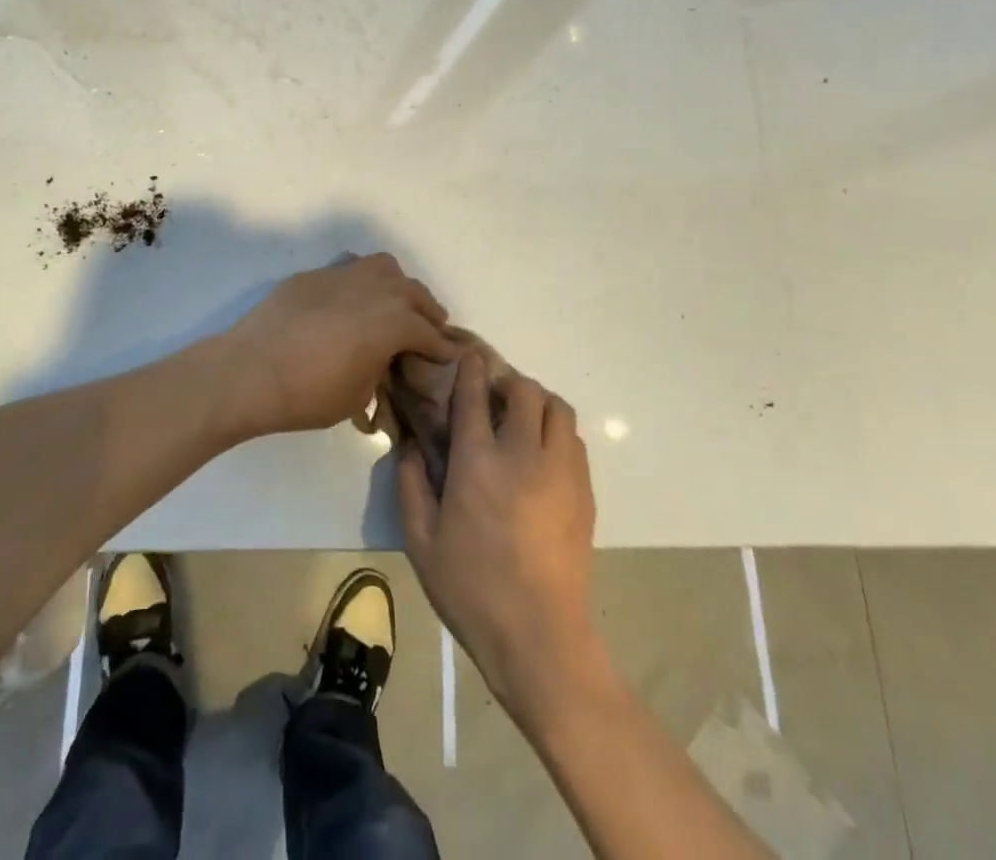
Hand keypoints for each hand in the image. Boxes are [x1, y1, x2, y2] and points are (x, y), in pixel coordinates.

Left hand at [216, 254, 457, 438]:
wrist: (250, 371)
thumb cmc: (309, 393)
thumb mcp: (358, 396)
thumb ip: (379, 371)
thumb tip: (380, 360)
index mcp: (393, 321)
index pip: (428, 332)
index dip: (441, 347)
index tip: (448, 355)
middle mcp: (374, 289)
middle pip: (413, 292)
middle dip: (426, 311)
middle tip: (429, 329)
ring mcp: (341, 276)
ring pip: (383, 267)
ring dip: (397, 286)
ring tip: (394, 305)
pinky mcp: (312, 276)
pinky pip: (348, 270)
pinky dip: (360, 283)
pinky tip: (350, 303)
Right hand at [400, 359, 597, 717]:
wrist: (539, 638)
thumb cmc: (471, 588)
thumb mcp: (420, 540)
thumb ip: (410, 484)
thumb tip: (411, 446)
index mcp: (478, 460)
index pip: (474, 393)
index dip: (470, 368)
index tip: (467, 357)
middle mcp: (523, 453)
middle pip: (526, 390)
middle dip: (508, 382)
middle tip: (493, 397)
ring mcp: (561, 471)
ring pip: (558, 409)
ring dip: (538, 403)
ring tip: (522, 421)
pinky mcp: (584, 493)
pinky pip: (574, 441)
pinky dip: (558, 432)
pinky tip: (542, 455)